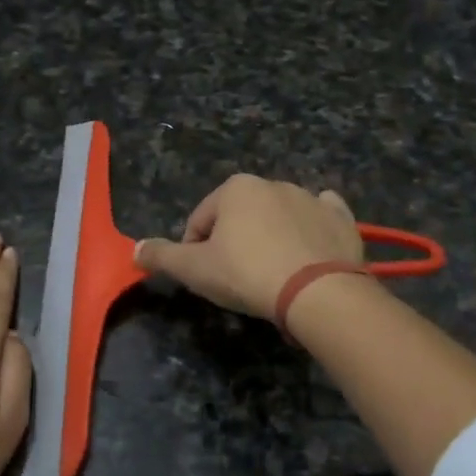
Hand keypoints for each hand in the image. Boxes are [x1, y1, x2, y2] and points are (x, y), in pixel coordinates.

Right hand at [133, 174, 363, 319]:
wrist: (317, 292)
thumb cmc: (247, 274)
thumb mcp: (194, 270)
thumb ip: (162, 257)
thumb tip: (134, 250)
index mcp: (235, 188)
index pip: (200, 221)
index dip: (195, 251)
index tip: (205, 278)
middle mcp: (273, 183)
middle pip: (240, 217)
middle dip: (234, 243)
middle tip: (237, 279)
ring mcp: (311, 198)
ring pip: (278, 217)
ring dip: (270, 238)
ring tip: (272, 276)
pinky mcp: (341, 219)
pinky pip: (321, 218)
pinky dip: (312, 230)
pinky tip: (308, 251)